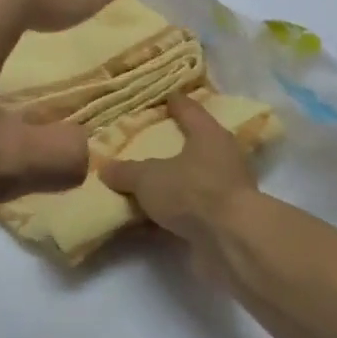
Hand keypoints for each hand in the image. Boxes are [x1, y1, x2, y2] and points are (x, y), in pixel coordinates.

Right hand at [100, 93, 260, 271]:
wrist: (231, 240)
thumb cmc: (192, 192)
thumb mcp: (148, 179)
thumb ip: (126, 172)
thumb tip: (106, 168)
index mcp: (209, 135)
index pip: (190, 110)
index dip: (175, 103)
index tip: (165, 97)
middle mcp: (222, 157)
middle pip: (195, 145)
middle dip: (173, 145)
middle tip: (147, 143)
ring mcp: (226, 190)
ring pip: (193, 180)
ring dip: (173, 184)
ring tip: (145, 185)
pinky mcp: (224, 220)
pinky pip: (191, 210)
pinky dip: (173, 213)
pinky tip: (151, 219)